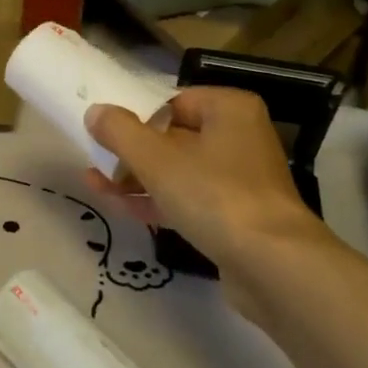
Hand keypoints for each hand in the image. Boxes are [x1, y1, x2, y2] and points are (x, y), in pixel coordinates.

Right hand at [83, 87, 337, 314]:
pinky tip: (122, 207)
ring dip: (139, 178)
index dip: (136, 117)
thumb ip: (120, 131)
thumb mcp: (156, 158)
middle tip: (95, 161)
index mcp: (229, 108)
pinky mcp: (237, 217)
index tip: (105, 134)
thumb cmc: (214, 195)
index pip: (172, 102)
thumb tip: (95, 112)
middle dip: (132, 151)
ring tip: (96, 184)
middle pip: (174, 136)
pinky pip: (190, 200)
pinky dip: (159, 201)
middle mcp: (240, 137)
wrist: (272, 266)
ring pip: (180, 171)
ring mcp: (241, 179)